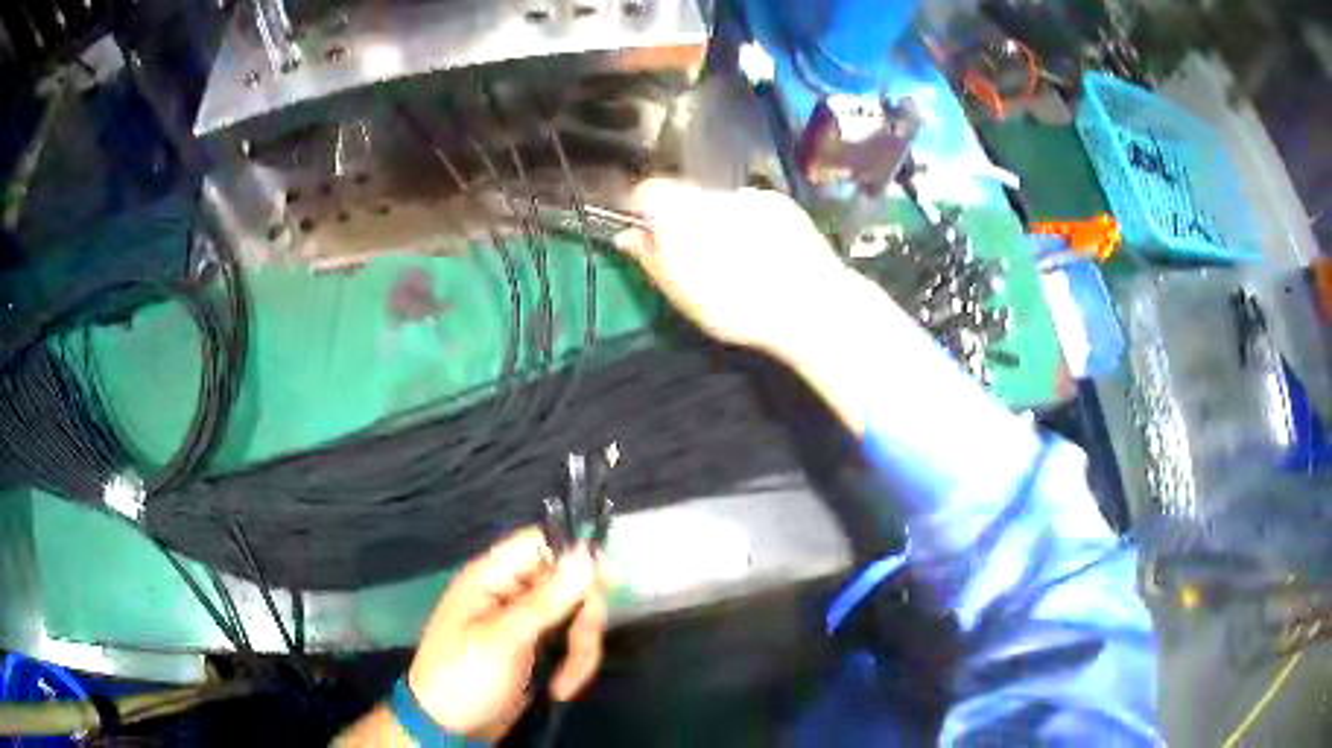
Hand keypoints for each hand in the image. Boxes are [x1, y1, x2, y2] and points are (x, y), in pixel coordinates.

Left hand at [406, 528, 605, 740]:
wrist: (449, 728)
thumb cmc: (464, 677)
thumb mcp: (504, 640)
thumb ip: (547, 600)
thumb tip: (586, 554)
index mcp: (491, 577)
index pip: (540, 544)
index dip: (575, 556)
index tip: (608, 583)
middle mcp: (510, 592)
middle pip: (567, 583)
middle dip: (581, 619)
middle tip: (580, 648)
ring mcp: (524, 622)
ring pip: (575, 616)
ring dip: (580, 649)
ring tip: (567, 683)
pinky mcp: (536, 649)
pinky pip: (570, 642)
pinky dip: (574, 664)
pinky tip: (562, 688)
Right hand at [617, 178, 856, 357]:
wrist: (812, 305)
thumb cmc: (738, 307)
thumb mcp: (683, 293)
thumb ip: (650, 258)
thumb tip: (627, 235)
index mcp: (682, 212)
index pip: (646, 191)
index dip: (644, 213)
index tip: (654, 239)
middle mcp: (714, 193)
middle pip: (685, 196)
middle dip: (684, 221)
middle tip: (700, 260)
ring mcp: (751, 195)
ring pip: (720, 202)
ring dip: (719, 223)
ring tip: (740, 262)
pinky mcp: (782, 202)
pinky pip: (753, 208)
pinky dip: (750, 224)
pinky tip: (766, 254)